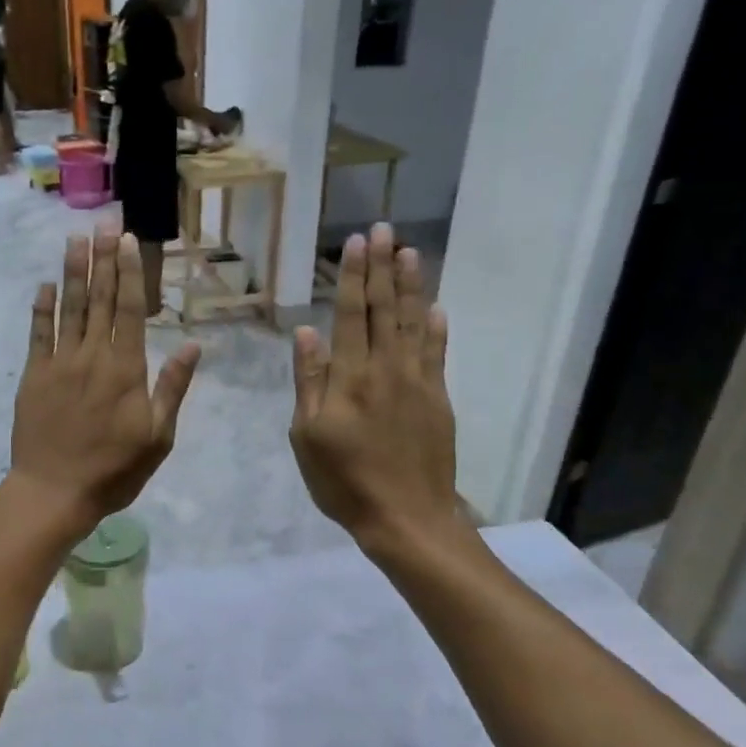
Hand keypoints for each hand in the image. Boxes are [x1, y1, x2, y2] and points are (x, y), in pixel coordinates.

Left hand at [11, 230, 199, 535]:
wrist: (55, 492)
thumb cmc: (114, 470)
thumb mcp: (158, 436)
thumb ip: (173, 387)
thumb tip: (192, 344)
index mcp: (125, 369)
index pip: (129, 309)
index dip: (128, 272)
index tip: (127, 240)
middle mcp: (92, 356)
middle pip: (99, 299)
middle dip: (102, 259)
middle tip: (104, 223)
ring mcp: (59, 363)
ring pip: (68, 308)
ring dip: (72, 272)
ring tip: (75, 239)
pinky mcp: (33, 376)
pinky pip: (37, 334)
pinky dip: (41, 308)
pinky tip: (45, 285)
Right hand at [290, 224, 459, 551]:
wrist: (406, 516)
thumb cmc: (344, 480)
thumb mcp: (308, 435)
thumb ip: (310, 380)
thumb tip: (308, 331)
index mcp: (351, 376)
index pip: (352, 314)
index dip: (354, 276)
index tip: (357, 241)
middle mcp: (387, 368)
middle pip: (385, 309)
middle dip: (382, 267)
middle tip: (384, 230)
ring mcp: (418, 382)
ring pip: (414, 323)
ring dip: (411, 286)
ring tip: (409, 252)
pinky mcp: (438, 399)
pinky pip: (438, 354)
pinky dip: (437, 328)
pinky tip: (437, 308)